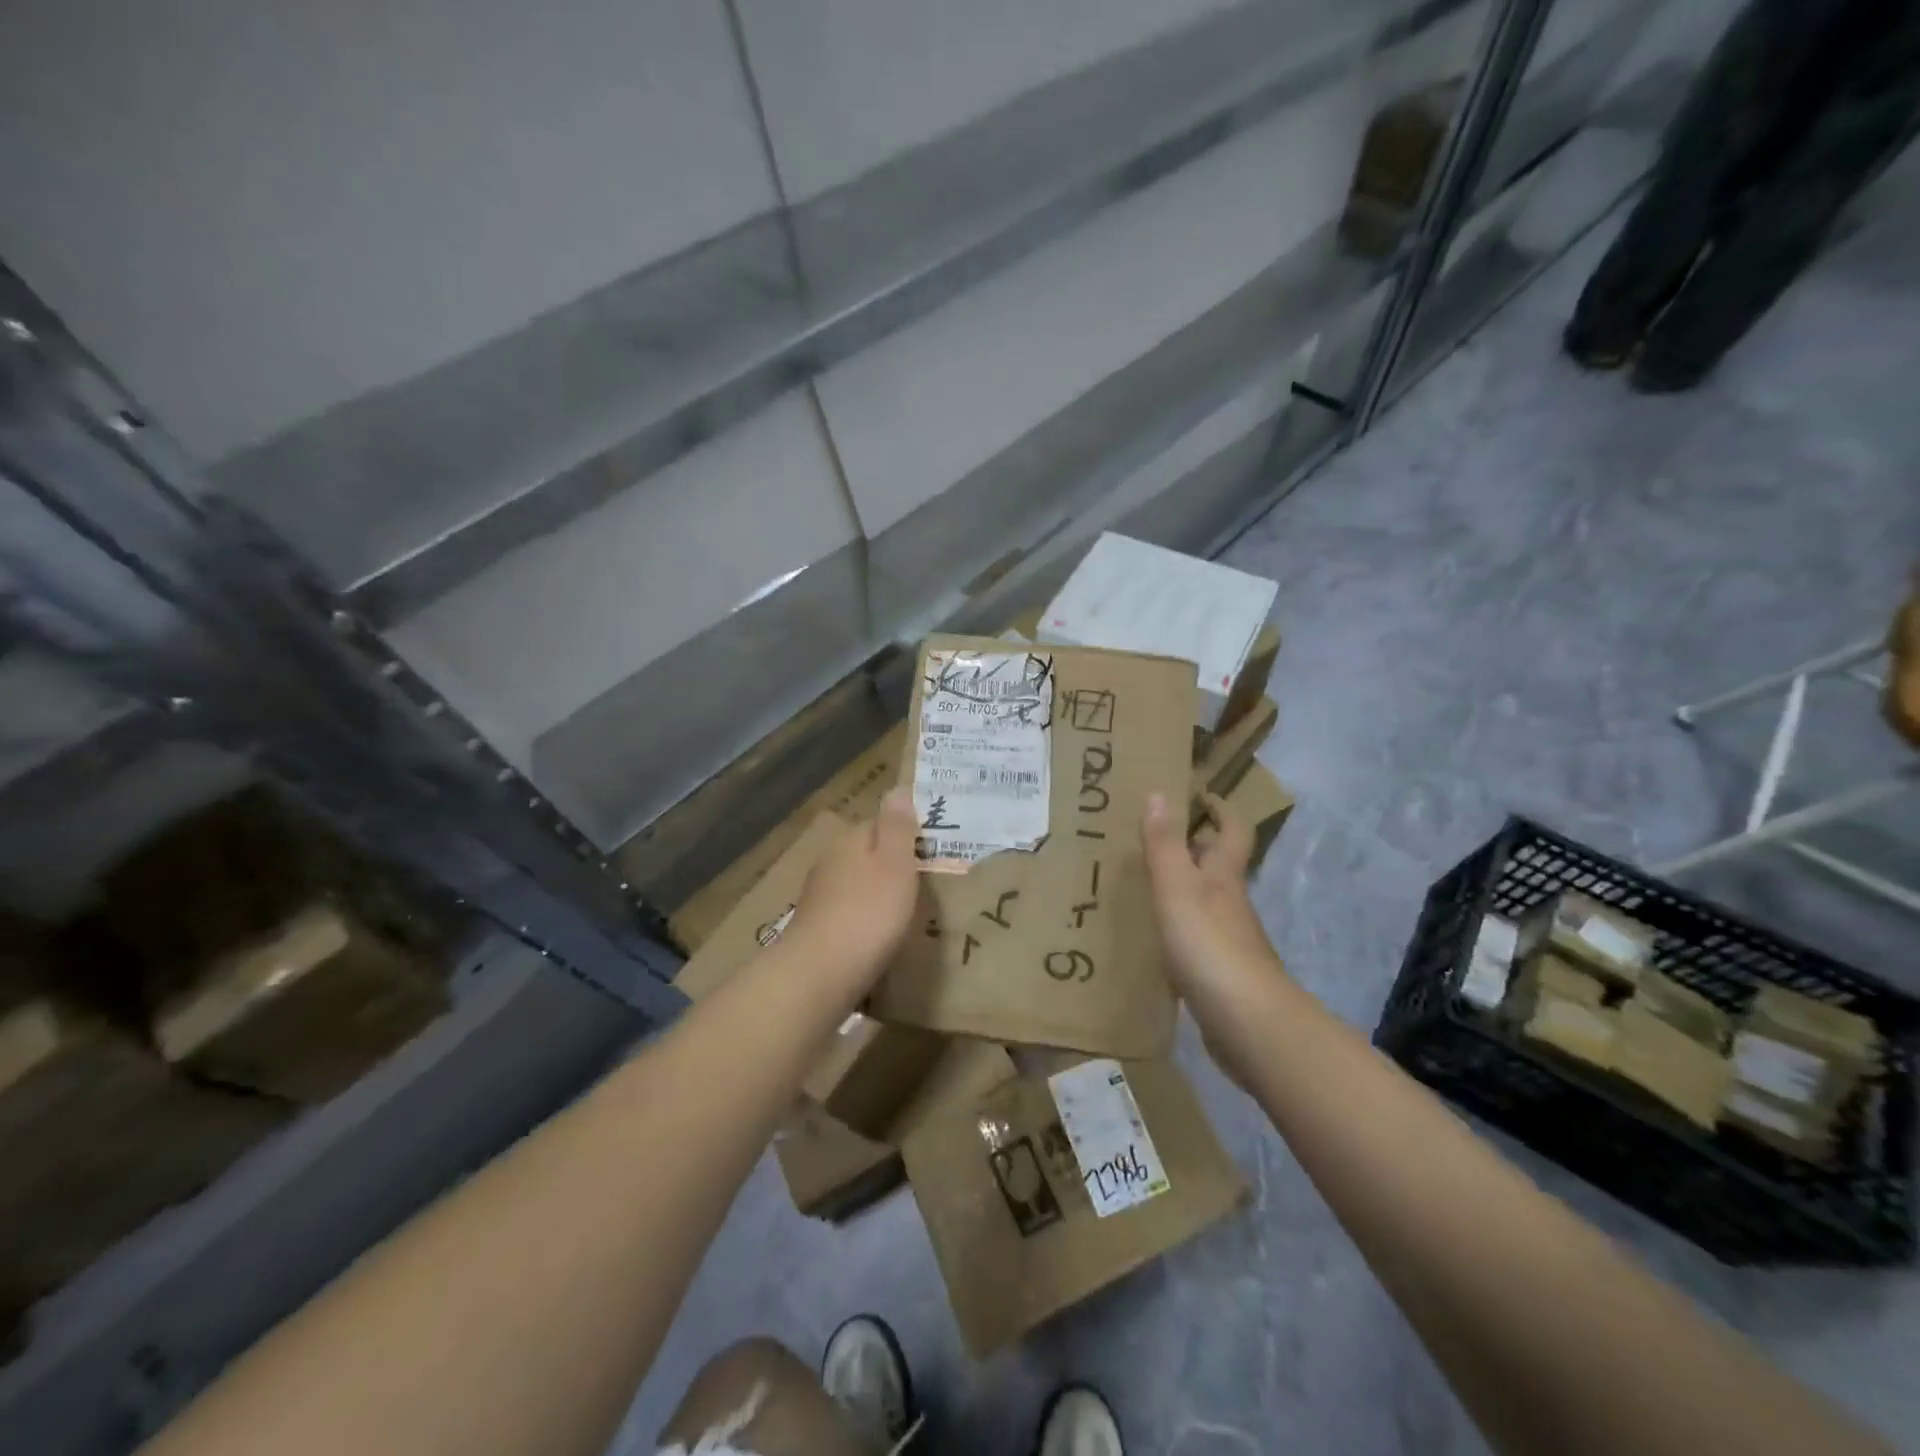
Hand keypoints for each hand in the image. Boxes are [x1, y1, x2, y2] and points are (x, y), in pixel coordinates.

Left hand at [787, 789, 922, 992]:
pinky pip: (850, 912)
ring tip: (909, 910)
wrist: (819, 974)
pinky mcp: (817, 928)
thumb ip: (897, 827)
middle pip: (868, 853)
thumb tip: (896, 788)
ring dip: (879, 893)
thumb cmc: (868, 913)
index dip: (908, 833)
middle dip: (893, 863)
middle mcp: (830, 861)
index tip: (934, 850)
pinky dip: (866, 918)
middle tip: (928, 882)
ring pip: (858, 883)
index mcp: (850, 839)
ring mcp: (819, 896)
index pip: (881, 822)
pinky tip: (881, 935)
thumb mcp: (895, 864)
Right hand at [1141, 791, 1287, 1077]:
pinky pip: (1195, 939)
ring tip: (1143, 882)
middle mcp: (1231, 904)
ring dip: (1182, 888)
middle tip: (1154, 835)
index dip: (1220, 808)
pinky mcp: (1219, 975)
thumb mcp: (1179, 889)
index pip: (1232, 831)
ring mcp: (1228, 942)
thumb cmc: (1211, 947)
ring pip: (1205, 902)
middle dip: (1195, 847)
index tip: (1199, 793)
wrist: (1249, 1026)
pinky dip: (1177, 928)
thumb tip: (1159, 792)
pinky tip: (1152, 938)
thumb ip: (1165, 845)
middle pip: (1219, 866)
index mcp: (1224, 878)